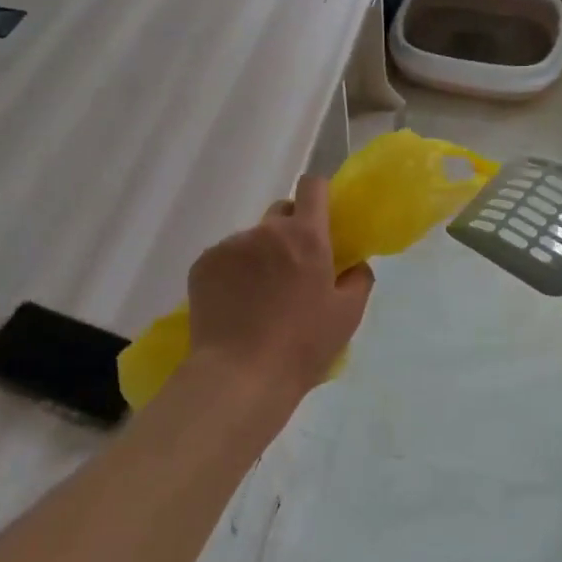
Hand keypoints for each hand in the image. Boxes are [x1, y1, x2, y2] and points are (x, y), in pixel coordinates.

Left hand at [186, 176, 374, 403]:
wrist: (240, 375)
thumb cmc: (302, 345)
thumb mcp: (347, 315)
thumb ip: (358, 279)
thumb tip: (354, 263)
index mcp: (306, 236)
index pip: (312, 186)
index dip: (318, 195)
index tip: (322, 217)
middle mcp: (266, 231)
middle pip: (281, 212)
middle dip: (290, 231)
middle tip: (294, 269)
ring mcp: (230, 246)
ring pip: (252, 239)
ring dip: (260, 256)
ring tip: (259, 297)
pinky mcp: (203, 264)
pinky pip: (225, 257)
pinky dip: (233, 273)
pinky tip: (235, 305)